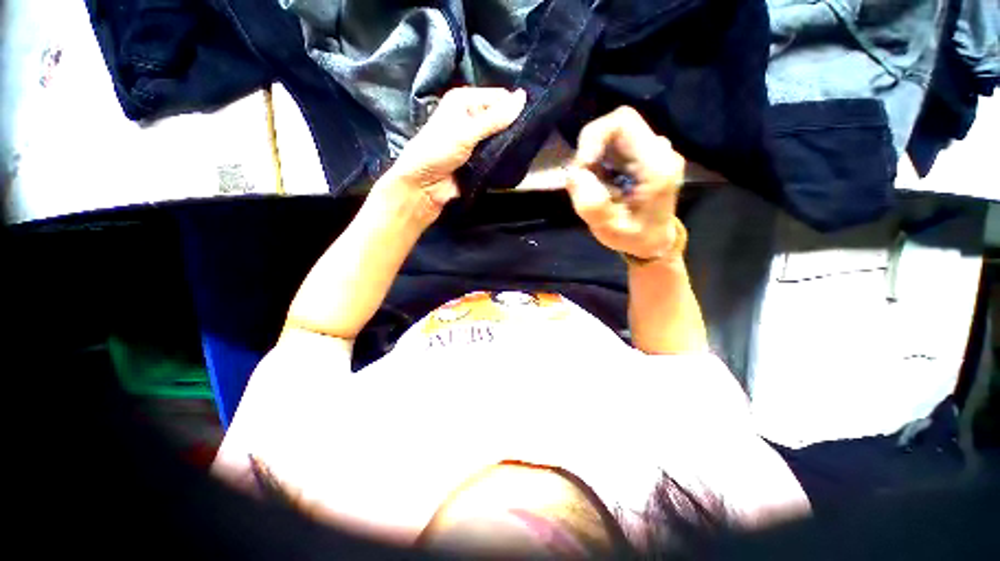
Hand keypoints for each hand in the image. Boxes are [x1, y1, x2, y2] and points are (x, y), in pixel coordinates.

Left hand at [373, 87, 526, 229]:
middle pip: (500, 118)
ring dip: (509, 145)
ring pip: (500, 139)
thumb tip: (523, 97)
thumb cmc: (438, 152)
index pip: (498, 97)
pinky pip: (496, 156)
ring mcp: (475, 141)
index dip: (514, 107)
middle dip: (513, 128)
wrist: (424, 187)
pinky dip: (503, 159)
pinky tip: (515, 162)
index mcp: (464, 101)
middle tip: (529, 138)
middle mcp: (471, 118)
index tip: (530, 120)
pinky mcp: (478, 160)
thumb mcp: (466, 132)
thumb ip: (495, 119)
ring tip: (525, 150)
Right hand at [567, 107, 686, 261]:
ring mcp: (653, 150)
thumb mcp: (609, 230)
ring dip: (593, 156)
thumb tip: (574, 174)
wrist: (655, 240)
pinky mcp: (644, 154)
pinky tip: (600, 183)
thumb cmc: (634, 238)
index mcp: (657, 166)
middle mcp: (658, 150)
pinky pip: (615, 144)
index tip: (582, 166)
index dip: (593, 137)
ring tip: (593, 186)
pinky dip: (599, 159)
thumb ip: (592, 205)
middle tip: (582, 179)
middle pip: (617, 123)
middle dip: (590, 147)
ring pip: (613, 133)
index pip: (622, 122)